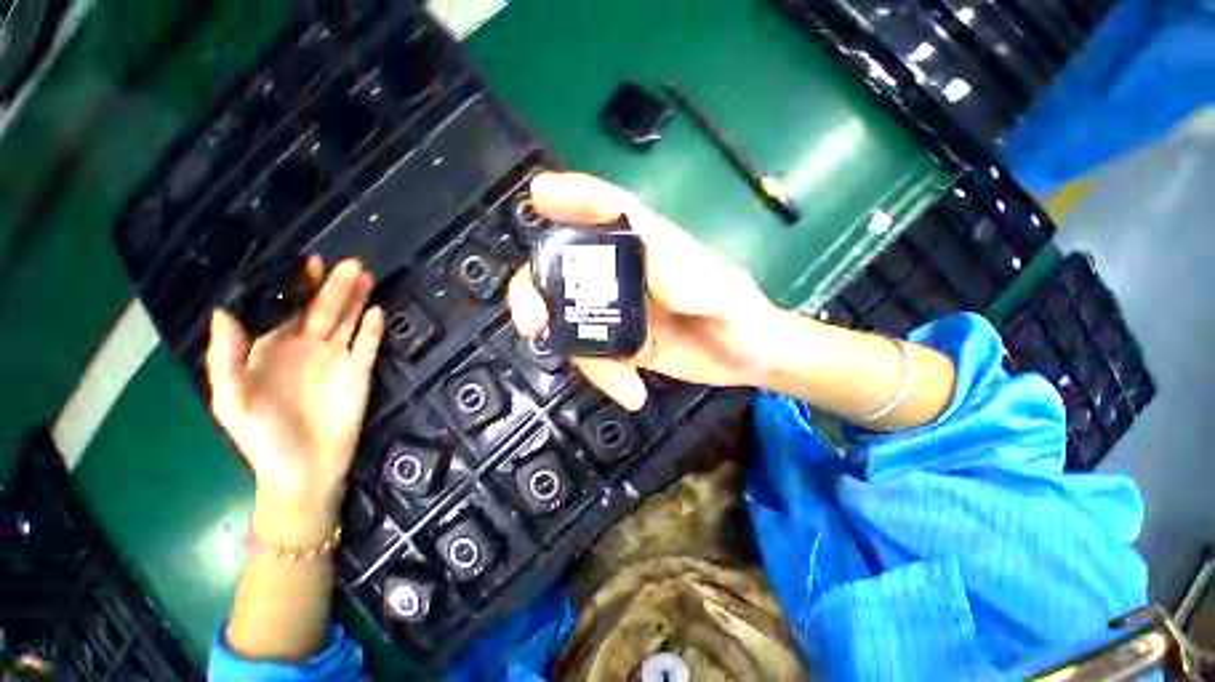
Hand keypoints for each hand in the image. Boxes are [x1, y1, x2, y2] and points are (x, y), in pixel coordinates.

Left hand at [205, 258, 384, 528]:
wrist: (303, 469)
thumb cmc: (261, 437)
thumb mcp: (232, 401)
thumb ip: (226, 359)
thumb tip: (224, 312)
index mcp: (274, 349)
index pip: (289, 310)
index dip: (298, 286)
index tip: (309, 262)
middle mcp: (308, 348)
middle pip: (325, 310)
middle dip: (336, 286)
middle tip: (351, 262)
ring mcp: (337, 359)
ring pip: (349, 322)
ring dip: (358, 300)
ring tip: (366, 276)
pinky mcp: (359, 373)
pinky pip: (367, 346)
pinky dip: (373, 329)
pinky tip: (378, 312)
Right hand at [508, 172, 776, 409]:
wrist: (745, 357)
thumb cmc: (737, 312)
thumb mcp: (715, 289)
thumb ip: (678, 270)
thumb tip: (635, 248)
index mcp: (649, 245)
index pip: (609, 209)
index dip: (574, 198)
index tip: (539, 195)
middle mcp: (625, 272)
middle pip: (565, 266)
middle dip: (536, 290)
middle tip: (531, 322)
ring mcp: (617, 309)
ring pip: (569, 316)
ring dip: (572, 349)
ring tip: (619, 380)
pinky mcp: (620, 341)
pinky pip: (592, 354)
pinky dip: (604, 376)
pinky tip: (632, 393)